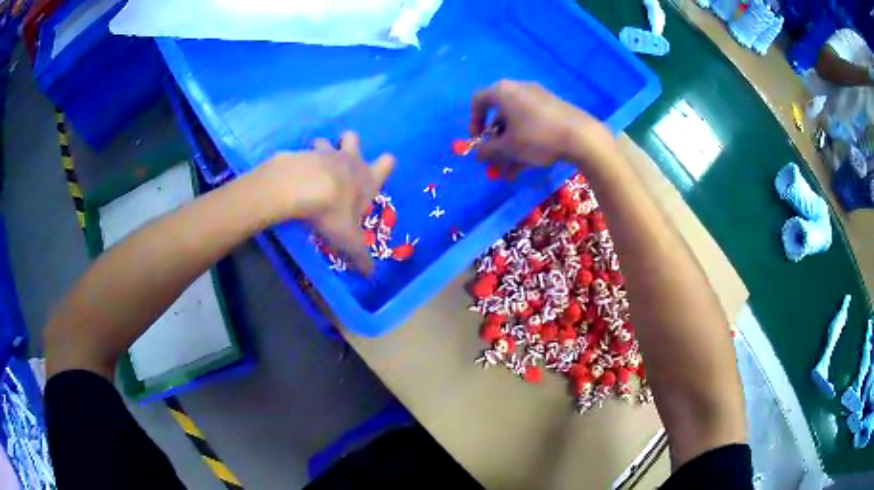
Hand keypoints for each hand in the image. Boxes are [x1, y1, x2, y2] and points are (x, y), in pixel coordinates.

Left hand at [251, 132, 394, 273]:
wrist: (304, 188)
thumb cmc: (334, 211)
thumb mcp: (349, 240)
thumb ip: (360, 256)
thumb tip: (372, 275)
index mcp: (366, 178)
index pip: (387, 163)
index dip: (385, 164)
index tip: (379, 169)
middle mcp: (348, 160)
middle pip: (354, 138)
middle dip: (348, 144)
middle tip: (339, 158)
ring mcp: (324, 153)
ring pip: (325, 140)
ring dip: (320, 149)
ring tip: (310, 166)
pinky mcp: (302, 153)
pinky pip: (301, 152)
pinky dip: (297, 161)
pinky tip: (291, 174)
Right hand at [469, 80, 616, 177]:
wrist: (582, 136)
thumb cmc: (538, 137)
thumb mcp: (508, 148)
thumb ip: (487, 151)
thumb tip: (477, 154)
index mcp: (503, 92)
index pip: (479, 101)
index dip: (474, 122)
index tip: (477, 142)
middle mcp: (519, 90)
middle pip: (499, 116)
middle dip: (495, 144)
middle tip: (495, 163)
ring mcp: (539, 99)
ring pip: (517, 125)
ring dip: (510, 149)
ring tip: (510, 174)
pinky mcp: (554, 109)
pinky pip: (532, 125)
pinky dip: (525, 143)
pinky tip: (526, 166)